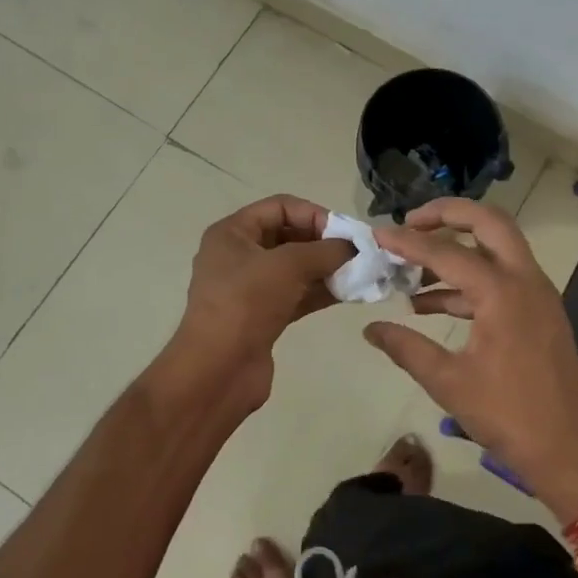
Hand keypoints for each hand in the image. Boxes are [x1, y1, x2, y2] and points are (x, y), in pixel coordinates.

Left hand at [157, 195, 353, 414]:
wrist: (217, 370)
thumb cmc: (246, 303)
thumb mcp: (288, 266)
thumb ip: (325, 251)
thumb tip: (353, 248)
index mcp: (232, 233)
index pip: (280, 206)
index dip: (314, 213)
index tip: (345, 232)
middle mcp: (238, 256)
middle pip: (288, 236)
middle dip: (323, 243)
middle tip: (357, 253)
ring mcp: (249, 289)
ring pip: (295, 268)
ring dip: (326, 268)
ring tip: (360, 273)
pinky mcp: (262, 316)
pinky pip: (296, 295)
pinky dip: (320, 292)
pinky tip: (349, 293)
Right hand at [365, 199, 577, 521]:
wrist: (571, 452)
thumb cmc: (510, 416)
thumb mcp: (449, 383)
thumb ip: (406, 348)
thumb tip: (370, 329)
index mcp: (502, 292)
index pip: (446, 252)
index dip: (408, 241)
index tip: (377, 233)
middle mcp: (525, 280)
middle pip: (488, 222)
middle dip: (448, 214)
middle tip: (411, 222)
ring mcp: (537, 294)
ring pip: (497, 248)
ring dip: (457, 248)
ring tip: (411, 269)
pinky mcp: (539, 312)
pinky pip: (501, 278)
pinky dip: (468, 280)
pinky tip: (430, 305)